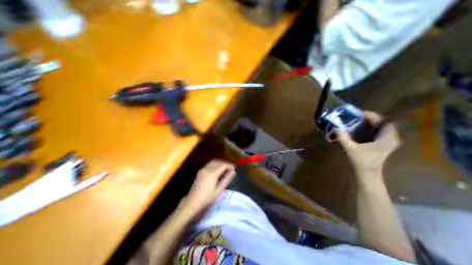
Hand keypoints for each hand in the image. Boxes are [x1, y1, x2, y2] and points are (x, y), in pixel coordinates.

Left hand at [181, 160, 235, 212]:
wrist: (192, 203)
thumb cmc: (206, 199)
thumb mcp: (219, 190)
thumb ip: (226, 179)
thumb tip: (233, 172)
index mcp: (212, 173)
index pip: (223, 165)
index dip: (230, 166)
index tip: (234, 171)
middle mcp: (207, 168)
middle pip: (219, 161)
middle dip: (226, 164)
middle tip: (230, 170)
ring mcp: (202, 169)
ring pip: (214, 162)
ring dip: (220, 164)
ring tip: (225, 171)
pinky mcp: (200, 171)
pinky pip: (210, 164)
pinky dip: (215, 165)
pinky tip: (218, 172)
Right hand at [337, 111, 398, 175]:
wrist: (368, 174)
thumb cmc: (361, 161)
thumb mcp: (350, 148)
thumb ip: (343, 138)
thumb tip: (336, 128)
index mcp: (386, 138)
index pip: (384, 121)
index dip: (373, 116)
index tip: (360, 114)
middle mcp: (391, 138)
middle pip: (383, 123)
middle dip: (370, 119)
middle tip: (357, 118)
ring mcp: (388, 142)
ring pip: (382, 128)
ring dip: (370, 124)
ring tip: (357, 122)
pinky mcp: (383, 145)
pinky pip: (379, 133)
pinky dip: (371, 130)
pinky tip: (360, 130)